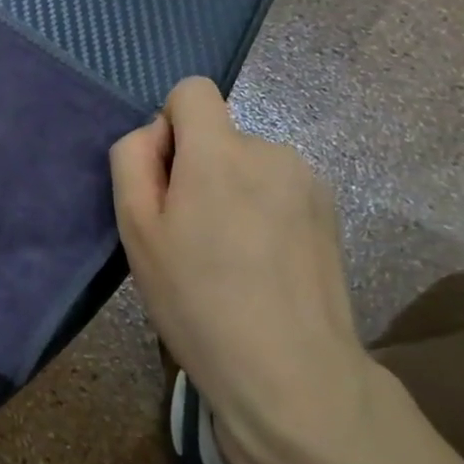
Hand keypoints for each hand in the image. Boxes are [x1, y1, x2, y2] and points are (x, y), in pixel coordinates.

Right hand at [110, 77, 377, 463]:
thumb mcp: (136, 230)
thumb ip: (133, 160)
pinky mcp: (330, 211)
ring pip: (247, 163)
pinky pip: (276, 188)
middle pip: (218, 134)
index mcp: (220, 152)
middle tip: (188, 235)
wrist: (292, 373)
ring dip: (230, 190)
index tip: (166, 179)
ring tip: (227, 256)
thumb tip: (156, 134)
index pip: (192, 90)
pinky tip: (260, 263)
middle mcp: (271, 151)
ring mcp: (308, 181)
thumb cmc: (197, 301)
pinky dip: (260, 209)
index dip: (169, 125)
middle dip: (197, 167)